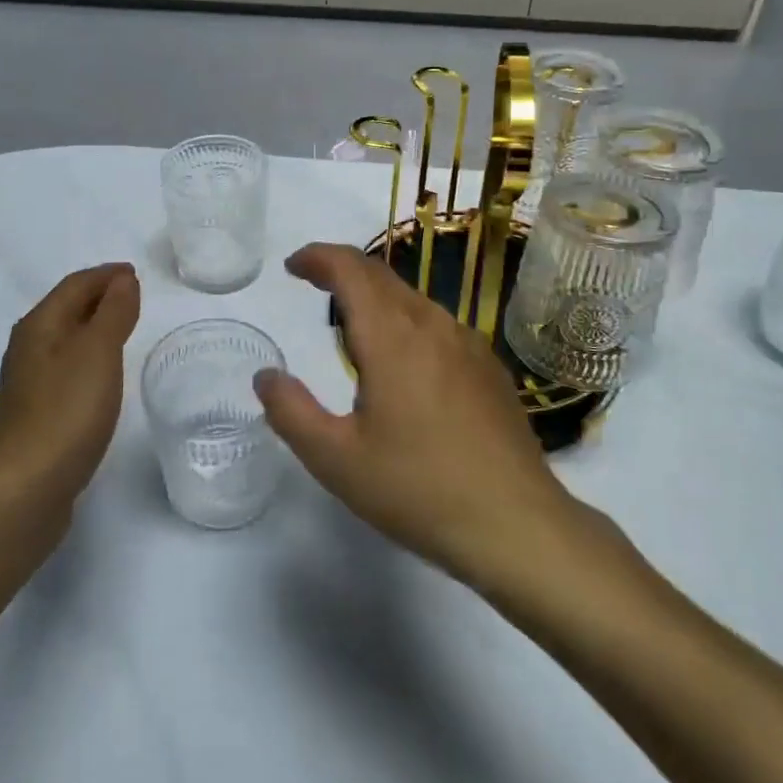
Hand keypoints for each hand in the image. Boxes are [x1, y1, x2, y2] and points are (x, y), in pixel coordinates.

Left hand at [0, 262, 140, 520]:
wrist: (23, 491)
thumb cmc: (65, 412)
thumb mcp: (98, 353)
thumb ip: (113, 312)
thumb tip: (122, 280)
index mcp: (39, 325)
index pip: (75, 285)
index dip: (106, 275)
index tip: (135, 273)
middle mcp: (27, 347)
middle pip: (65, 308)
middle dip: (98, 296)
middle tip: (133, 295)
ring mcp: (27, 383)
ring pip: (64, 339)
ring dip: (92, 327)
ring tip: (123, 329)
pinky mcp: (34, 414)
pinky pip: (65, 368)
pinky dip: (87, 357)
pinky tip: (100, 375)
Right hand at [253, 243, 582, 583]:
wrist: (517, 524)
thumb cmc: (418, 490)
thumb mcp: (336, 460)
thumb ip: (291, 412)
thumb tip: (266, 376)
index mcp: (392, 337)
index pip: (350, 269)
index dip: (318, 257)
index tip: (293, 266)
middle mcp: (432, 325)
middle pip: (381, 276)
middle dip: (342, 271)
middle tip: (314, 285)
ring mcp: (468, 343)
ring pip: (411, 299)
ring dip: (375, 298)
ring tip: (352, 331)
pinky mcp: (489, 367)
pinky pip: (437, 325)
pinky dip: (406, 322)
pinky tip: (404, 365)